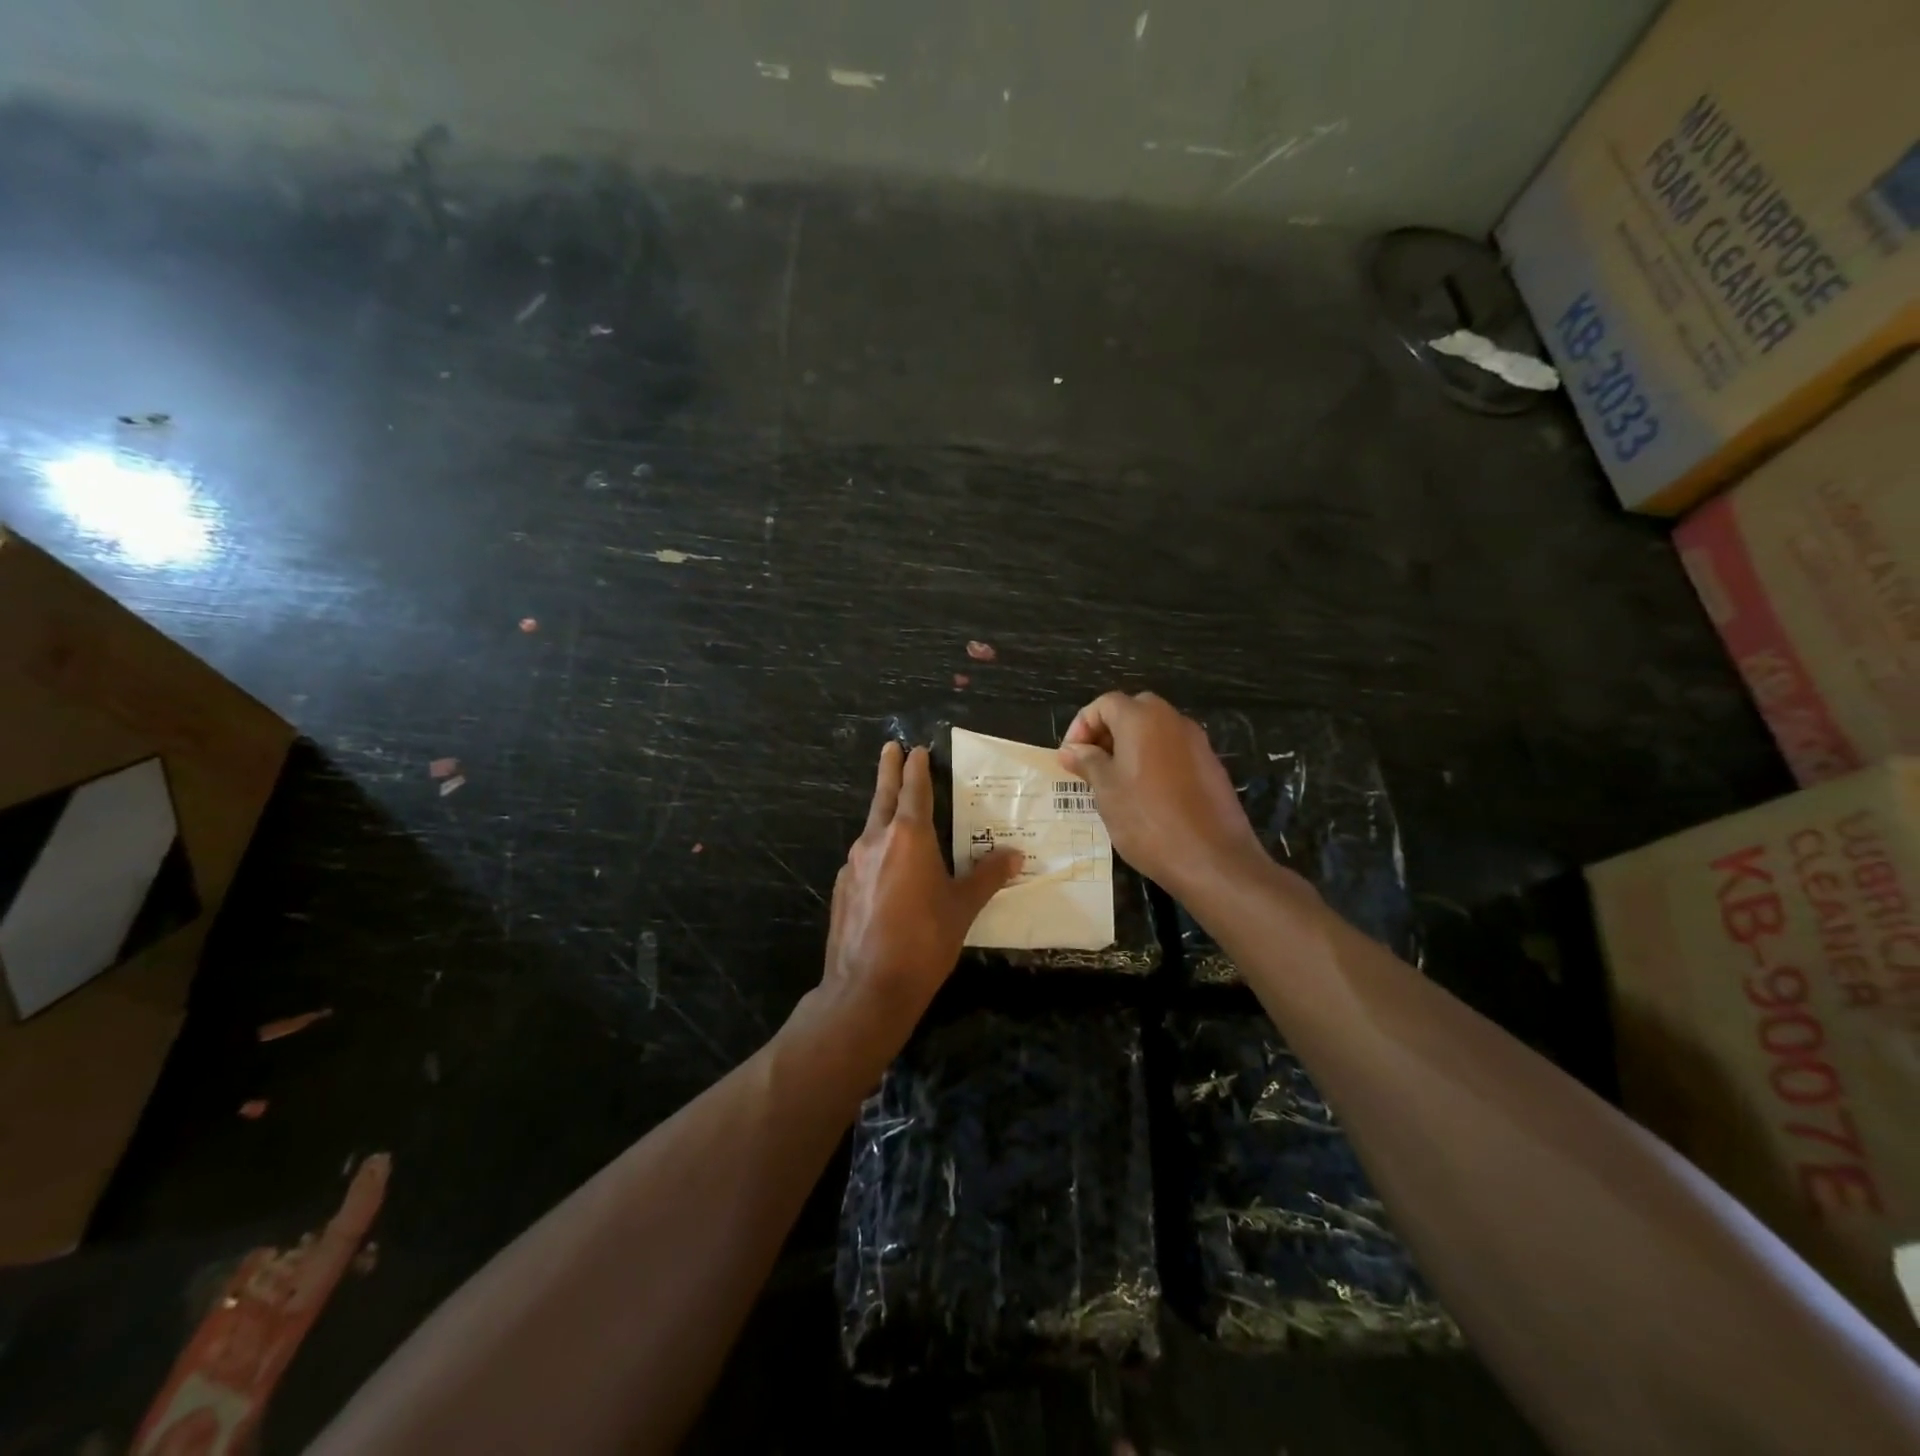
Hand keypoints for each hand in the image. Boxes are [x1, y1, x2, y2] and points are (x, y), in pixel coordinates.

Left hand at [822, 742, 1022, 1024]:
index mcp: (909, 837)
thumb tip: (1015, 855)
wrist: (867, 987)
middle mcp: (876, 840)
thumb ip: (987, 876)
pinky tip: (887, 868)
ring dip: (884, 812)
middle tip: (890, 748)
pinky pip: (864, 858)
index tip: (916, 749)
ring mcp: (854, 864)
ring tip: (897, 811)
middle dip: (889, 771)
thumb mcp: (962, 907)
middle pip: (884, 796)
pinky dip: (877, 850)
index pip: (915, 790)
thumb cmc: (924, 941)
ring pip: (872, 827)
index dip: (917, 768)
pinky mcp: (842, 887)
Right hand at [1060, 691, 1264, 895]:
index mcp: (1142, 719)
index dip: (1081, 726)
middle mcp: (1172, 720)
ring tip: (1114, 782)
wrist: (1212, 858)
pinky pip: (1174, 751)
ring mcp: (1197, 742)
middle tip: (1091, 764)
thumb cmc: (1147, 820)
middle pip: (1132, 711)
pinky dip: (1153, 760)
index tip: (1070, 757)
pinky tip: (1145, 795)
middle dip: (1107, 732)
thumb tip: (1071, 750)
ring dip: (1130, 746)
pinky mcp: (1211, 766)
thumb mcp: (1106, 790)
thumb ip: (1087, 762)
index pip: (1104, 704)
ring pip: (1155, 731)